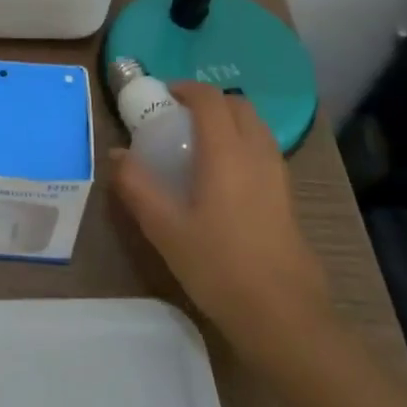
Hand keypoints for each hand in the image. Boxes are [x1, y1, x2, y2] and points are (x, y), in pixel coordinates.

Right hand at [112, 82, 336, 367]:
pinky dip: (243, 146)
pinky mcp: (288, 199)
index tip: (163, 96)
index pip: (210, 99)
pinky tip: (223, 180)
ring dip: (230, 123)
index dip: (186, 89)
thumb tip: (117, 155)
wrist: (284, 316)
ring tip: (200, 146)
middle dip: (210, 102)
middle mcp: (257, 154)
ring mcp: (278, 177)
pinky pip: (264, 152)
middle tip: (180, 119)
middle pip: (239, 106)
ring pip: (256, 128)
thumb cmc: (219, 266)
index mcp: (227, 152)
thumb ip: (137, 186)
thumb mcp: (165, 228)